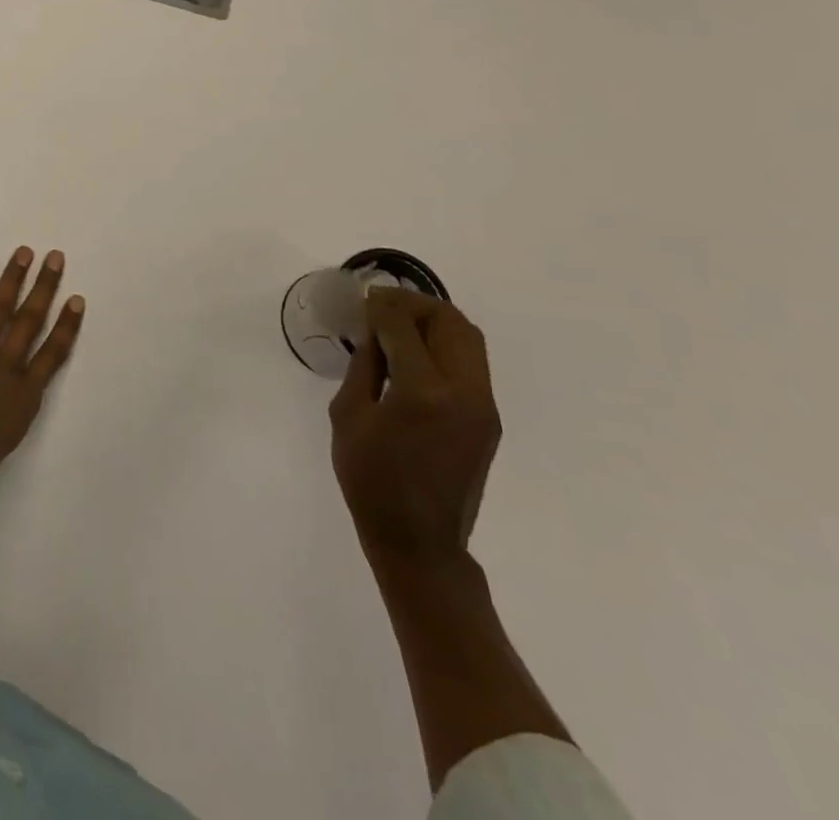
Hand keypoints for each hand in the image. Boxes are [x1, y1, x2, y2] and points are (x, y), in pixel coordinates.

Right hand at [329, 288, 501, 575]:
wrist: (419, 541)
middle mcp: (464, 392)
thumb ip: (365, 365)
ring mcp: (484, 405)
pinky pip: (471, 362)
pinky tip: (416, 352)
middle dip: (414, 304)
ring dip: (434, 320)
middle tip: (383, 305)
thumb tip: (373, 330)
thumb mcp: (349, 415)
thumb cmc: (371, 480)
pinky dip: (445, 344)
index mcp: (423, 392)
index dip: (382, 305)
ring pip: (468, 338)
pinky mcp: (489, 418)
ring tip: (400, 323)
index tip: (364, 297)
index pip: (404, 326)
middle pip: (449, 322)